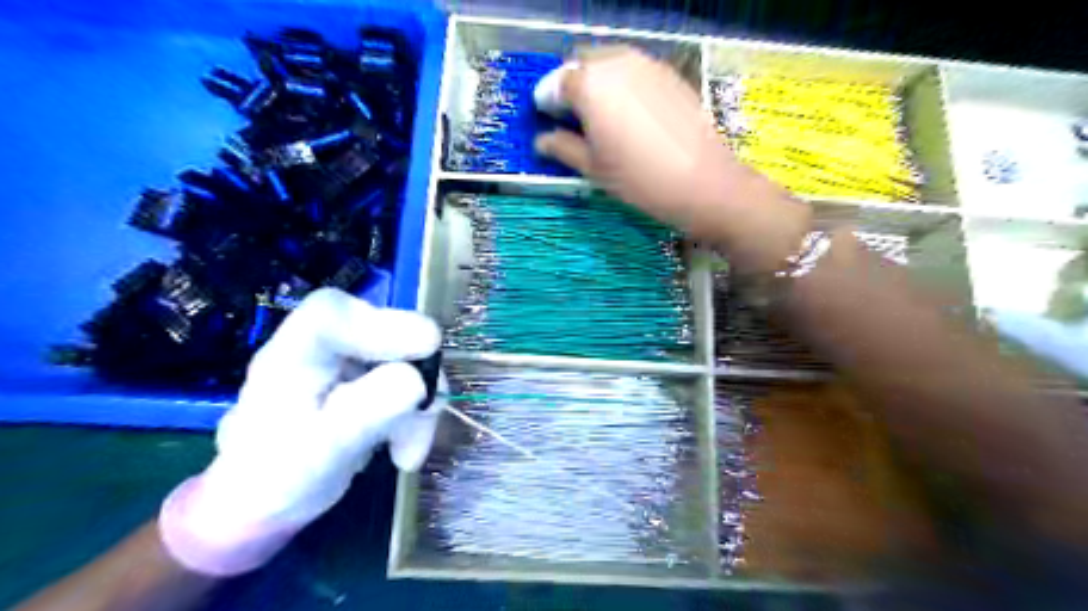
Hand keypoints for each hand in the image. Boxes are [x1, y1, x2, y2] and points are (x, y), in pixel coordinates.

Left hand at [156, 288, 441, 574]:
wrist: (270, 503)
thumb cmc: (278, 480)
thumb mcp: (322, 453)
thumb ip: (366, 413)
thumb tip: (417, 380)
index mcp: (290, 356)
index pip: (331, 314)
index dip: (383, 323)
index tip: (427, 348)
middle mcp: (321, 346)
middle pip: (383, 330)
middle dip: (415, 373)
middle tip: (426, 413)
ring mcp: (348, 359)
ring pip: (406, 356)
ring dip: (419, 402)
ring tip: (408, 452)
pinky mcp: (369, 375)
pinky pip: (410, 378)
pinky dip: (417, 412)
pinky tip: (404, 448)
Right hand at [535, 47, 748, 228]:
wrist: (701, 181)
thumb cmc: (638, 178)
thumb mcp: (593, 168)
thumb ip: (562, 148)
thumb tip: (542, 141)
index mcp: (588, 85)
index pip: (555, 83)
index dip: (548, 102)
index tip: (550, 121)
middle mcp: (615, 62)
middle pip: (582, 64)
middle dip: (572, 86)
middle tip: (575, 118)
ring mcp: (646, 63)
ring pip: (610, 62)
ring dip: (598, 82)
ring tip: (603, 115)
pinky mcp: (669, 72)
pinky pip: (635, 69)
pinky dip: (624, 84)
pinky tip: (631, 113)